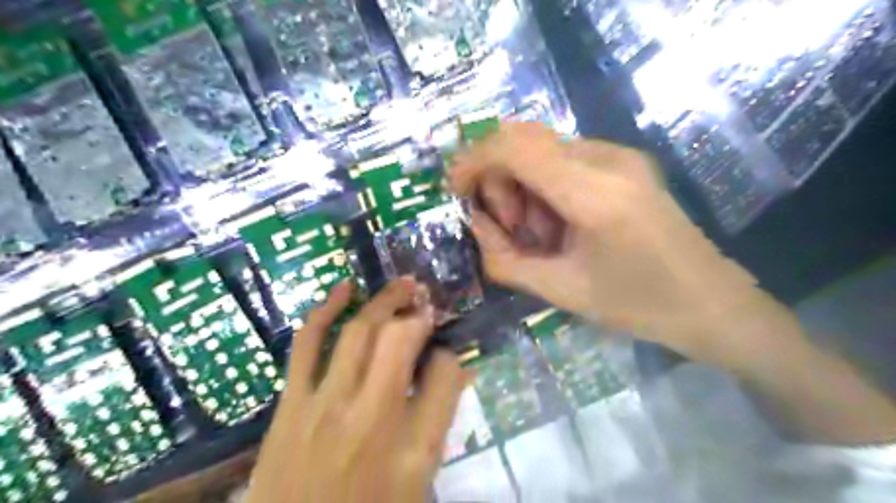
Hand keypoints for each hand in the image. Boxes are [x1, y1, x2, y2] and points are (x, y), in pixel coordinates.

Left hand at [245, 279, 465, 502]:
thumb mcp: (418, 483)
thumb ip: (439, 422)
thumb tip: (454, 371)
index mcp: (413, 449)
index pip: (446, 376)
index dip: (451, 355)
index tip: (445, 353)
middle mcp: (370, 418)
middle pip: (399, 340)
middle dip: (418, 312)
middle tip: (427, 301)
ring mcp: (325, 405)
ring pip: (358, 332)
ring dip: (384, 300)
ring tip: (404, 285)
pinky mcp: (290, 403)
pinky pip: (307, 343)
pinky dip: (326, 309)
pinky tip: (345, 289)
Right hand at [457, 121, 895, 444]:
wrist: (710, 302)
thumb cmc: (638, 305)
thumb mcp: (561, 290)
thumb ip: (505, 259)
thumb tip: (475, 227)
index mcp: (596, 194)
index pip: (517, 148)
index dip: (475, 160)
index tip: (454, 188)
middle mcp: (609, 160)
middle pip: (526, 141)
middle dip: (500, 180)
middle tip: (510, 228)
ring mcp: (621, 157)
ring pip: (544, 150)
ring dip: (523, 187)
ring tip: (538, 234)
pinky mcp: (625, 164)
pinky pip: (566, 160)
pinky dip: (545, 187)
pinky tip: (560, 224)